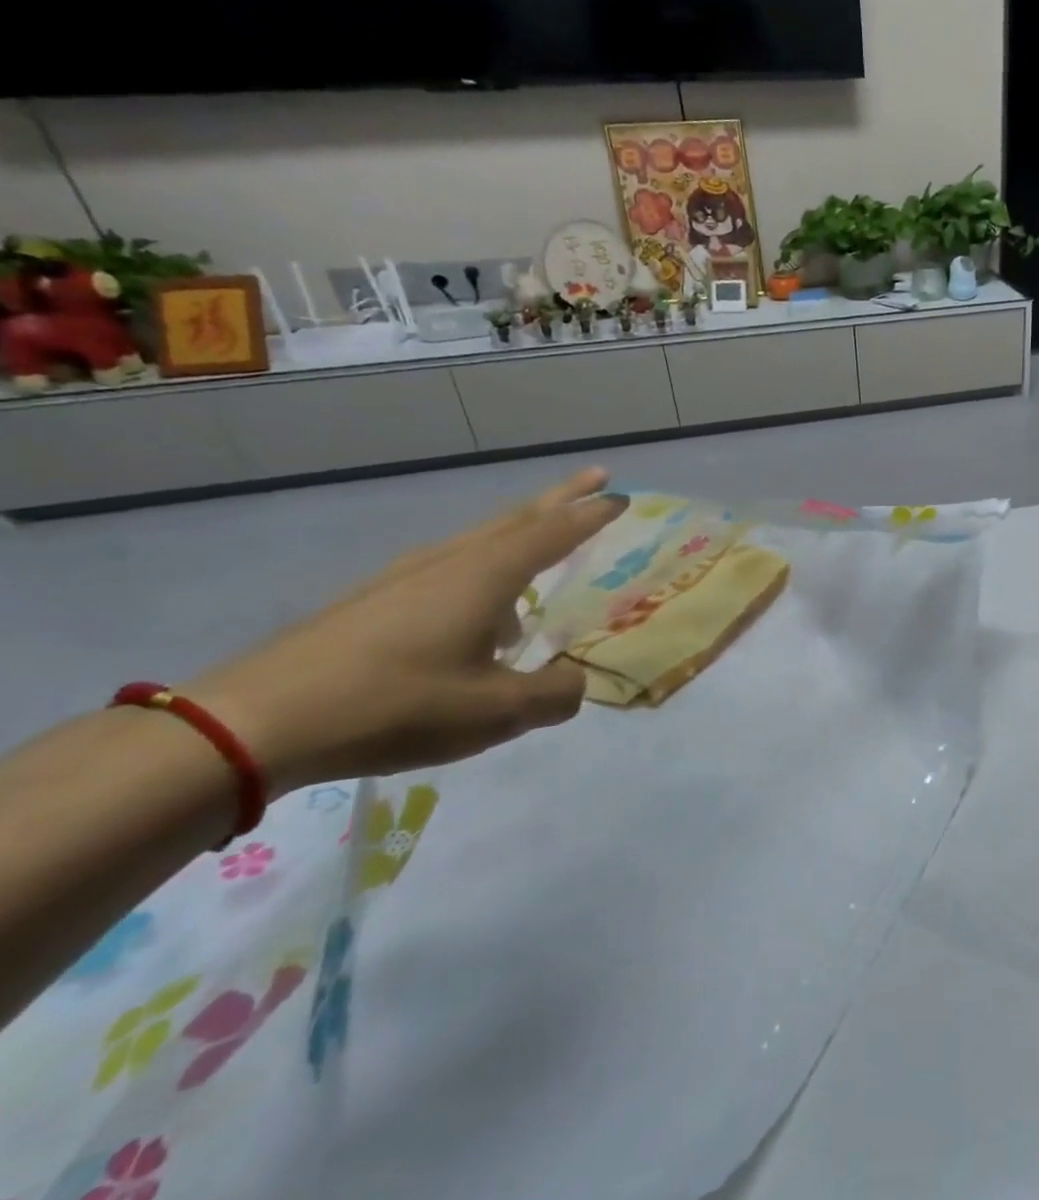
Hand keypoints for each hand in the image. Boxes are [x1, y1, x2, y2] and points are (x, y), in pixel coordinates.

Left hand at [183, 468, 626, 794]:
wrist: (256, 720)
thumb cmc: (395, 705)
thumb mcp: (495, 713)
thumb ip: (554, 695)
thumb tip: (576, 680)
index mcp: (486, 577)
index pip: (554, 533)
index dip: (592, 515)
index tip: (622, 496)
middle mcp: (450, 563)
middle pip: (517, 518)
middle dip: (561, 498)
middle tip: (595, 479)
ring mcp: (405, 576)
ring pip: (480, 540)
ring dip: (521, 533)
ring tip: (544, 561)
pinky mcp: (373, 599)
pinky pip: (449, 568)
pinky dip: (483, 570)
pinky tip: (478, 617)